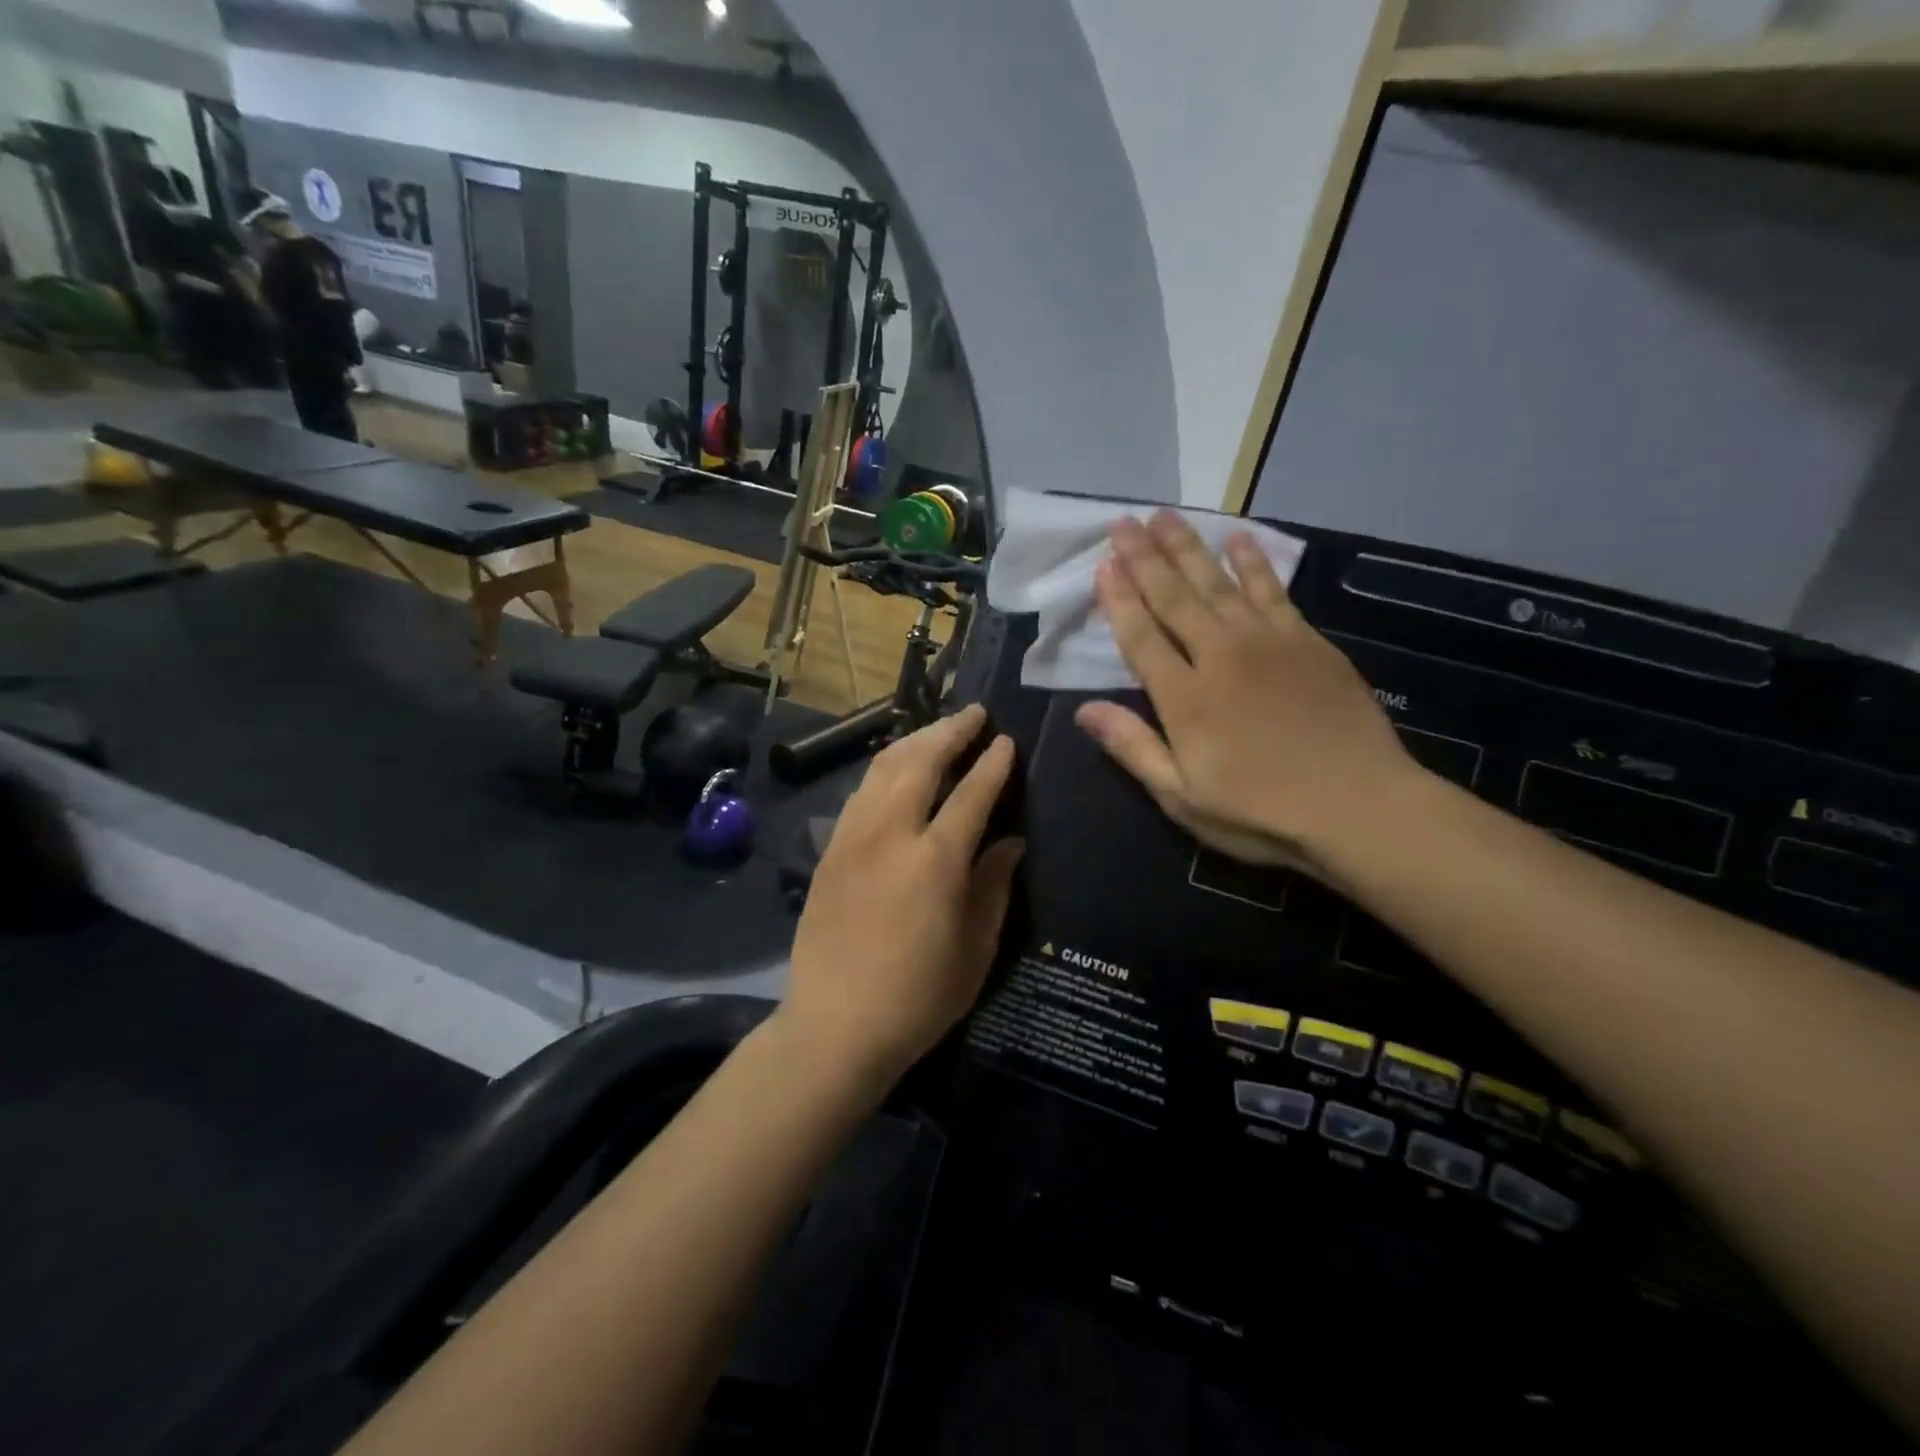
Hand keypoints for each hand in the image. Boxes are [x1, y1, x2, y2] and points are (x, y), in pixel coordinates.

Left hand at [783, 704, 1023, 1086]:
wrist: (834, 1027)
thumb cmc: (917, 998)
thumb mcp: (975, 950)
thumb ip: (993, 886)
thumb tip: (1010, 841)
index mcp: (934, 861)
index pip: (971, 794)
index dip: (992, 764)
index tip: (1007, 741)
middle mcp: (890, 835)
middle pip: (920, 761)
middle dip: (950, 731)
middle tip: (975, 714)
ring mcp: (852, 839)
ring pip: (883, 768)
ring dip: (915, 741)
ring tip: (939, 730)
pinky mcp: (829, 851)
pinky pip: (861, 792)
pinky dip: (886, 769)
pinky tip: (898, 770)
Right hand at [1075, 511, 1417, 878]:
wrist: (1359, 807)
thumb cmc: (1261, 812)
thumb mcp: (1182, 797)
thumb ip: (1134, 747)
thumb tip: (1084, 710)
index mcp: (1185, 698)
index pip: (1141, 636)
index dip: (1119, 599)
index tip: (1103, 563)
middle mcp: (1220, 656)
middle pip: (1175, 597)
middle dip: (1145, 558)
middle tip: (1123, 521)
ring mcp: (1268, 642)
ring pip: (1219, 583)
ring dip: (1189, 547)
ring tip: (1165, 516)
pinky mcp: (1307, 641)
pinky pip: (1272, 589)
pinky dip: (1253, 562)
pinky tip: (1238, 539)